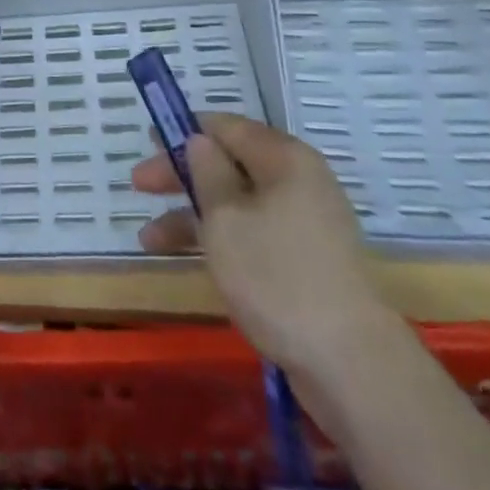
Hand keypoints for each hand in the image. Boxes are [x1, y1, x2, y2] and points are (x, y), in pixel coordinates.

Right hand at [131, 114, 397, 380]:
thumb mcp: (225, 217)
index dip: (184, 130)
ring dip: (192, 214)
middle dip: (182, 174)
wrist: (349, 363)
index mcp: (285, 159)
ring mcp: (304, 223)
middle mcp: (298, 182)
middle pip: (229, 163)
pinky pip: (252, 233)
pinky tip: (184, 258)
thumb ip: (206, 171)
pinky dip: (218, 239)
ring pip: (236, 203)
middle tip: (139, 185)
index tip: (148, 140)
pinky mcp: (304, 260)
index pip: (226, 126)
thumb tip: (200, 141)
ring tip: (149, 238)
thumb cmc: (276, 276)